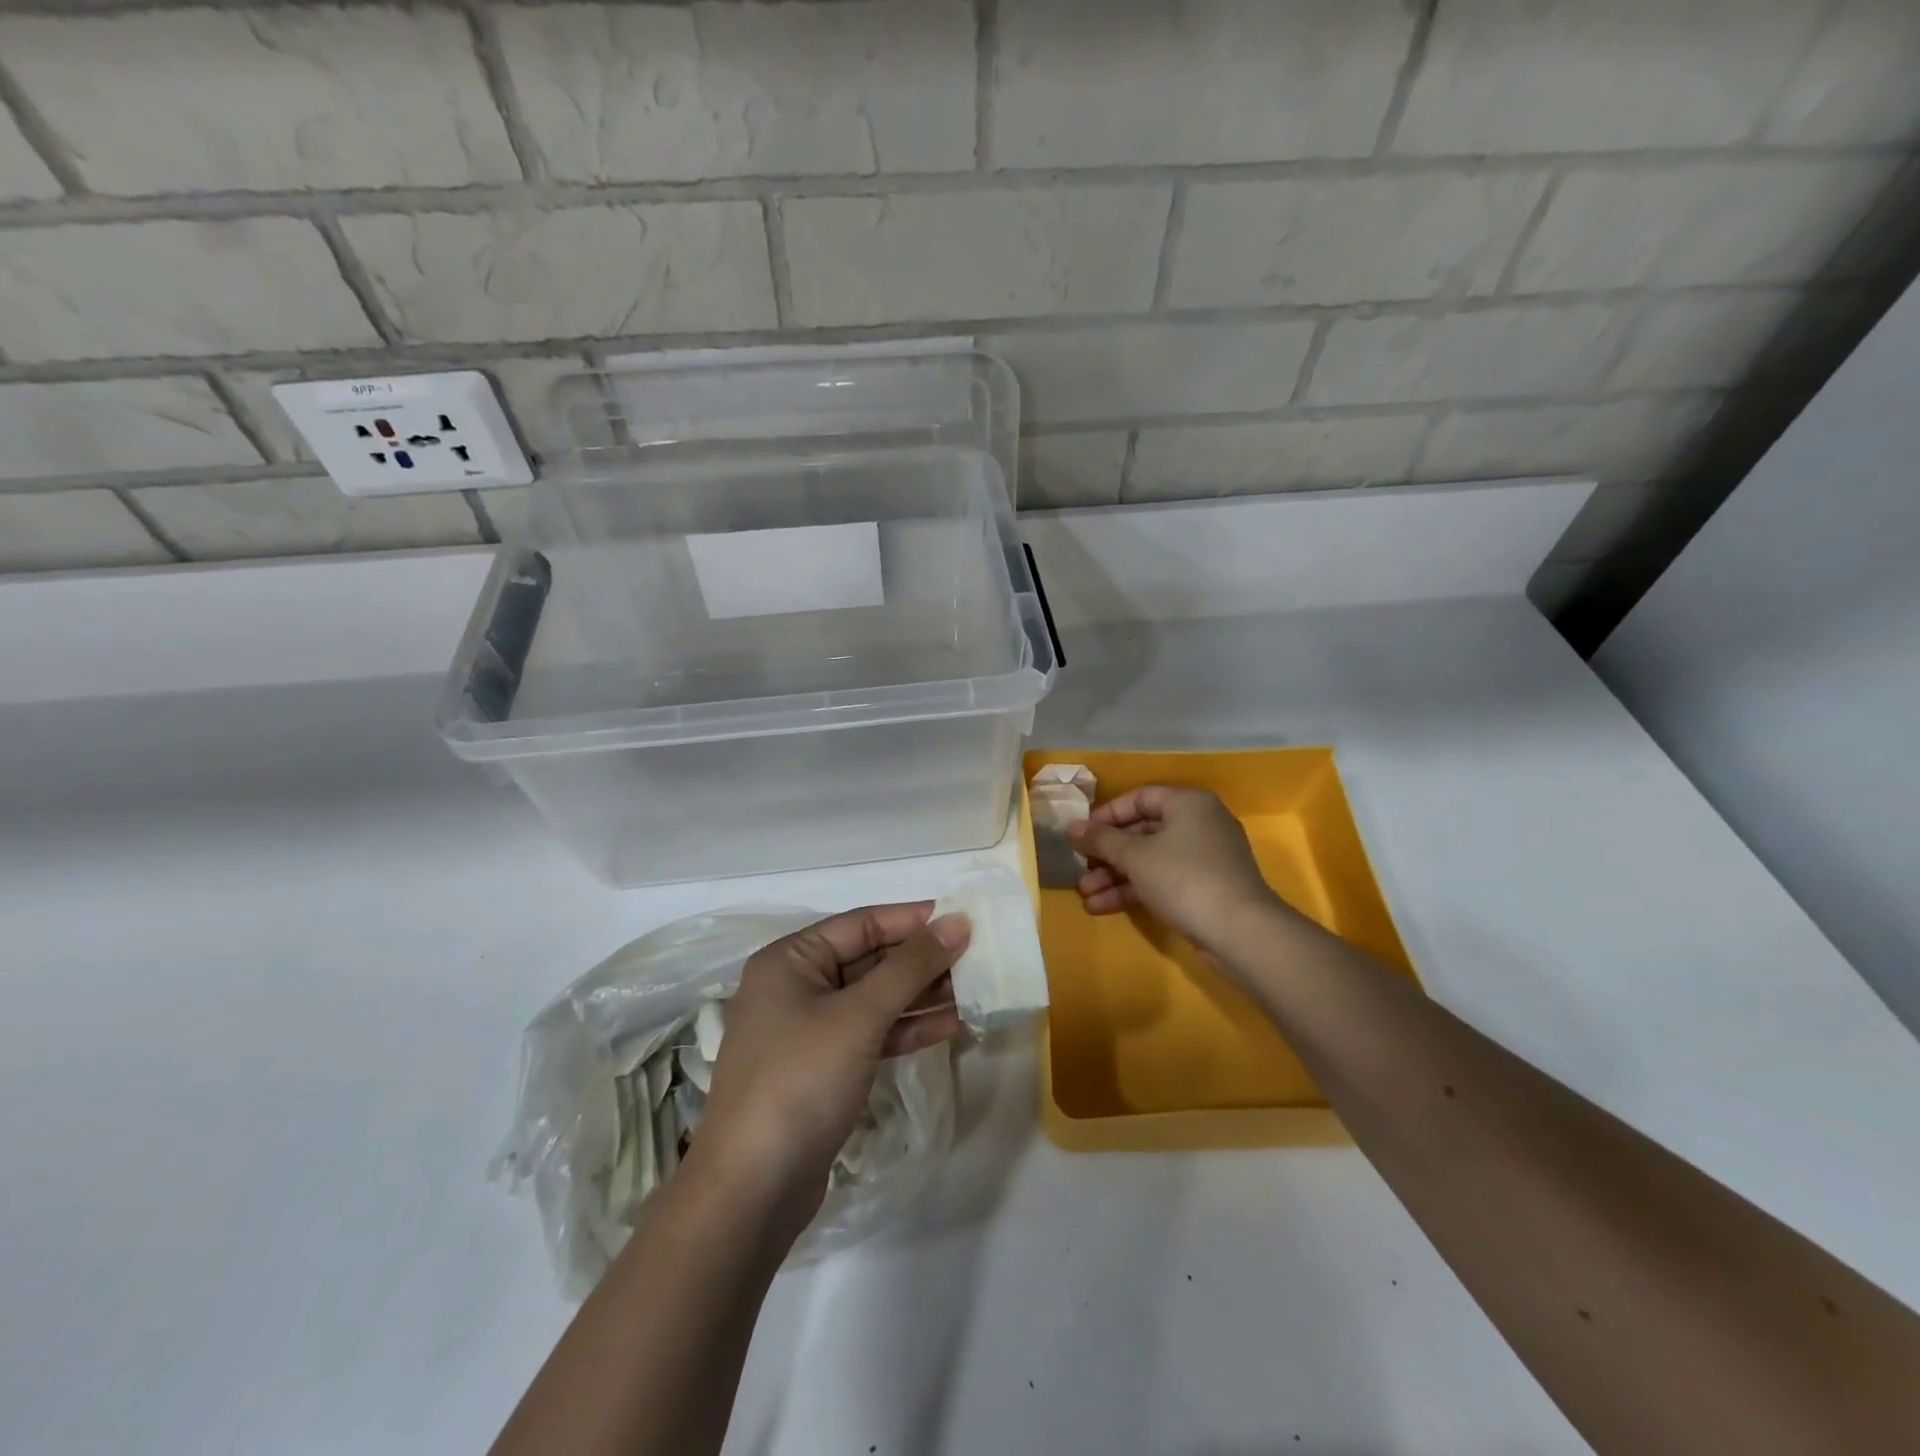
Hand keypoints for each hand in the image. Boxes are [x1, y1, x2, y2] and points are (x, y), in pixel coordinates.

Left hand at [688, 904, 967, 1237]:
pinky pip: (873, 1033)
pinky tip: (952, 1025)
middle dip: (923, 960)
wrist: (751, 1192)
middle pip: (871, 959)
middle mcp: (797, 986)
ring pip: (876, 999)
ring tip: (976, 989)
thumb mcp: (859, 1016)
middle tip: (979, 957)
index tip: (965, 918)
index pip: (862, 924)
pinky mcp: (825, 1068)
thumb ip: (910, 966)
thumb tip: (957, 922)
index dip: (914, 919)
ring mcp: (810, 1030)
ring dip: (922, 994)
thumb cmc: (800, 1082)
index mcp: (791, 960)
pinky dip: (908, 1028)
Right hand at [1067, 786, 1284, 957]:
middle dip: (1107, 853)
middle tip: (1080, 867)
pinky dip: (1136, 889)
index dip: (1106, 815)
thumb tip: (1071, 827)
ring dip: (1116, 876)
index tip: (1081, 834)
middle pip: (1143, 831)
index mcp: (1188, 803)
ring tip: (1086, 894)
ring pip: (1151, 859)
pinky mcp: (1206, 888)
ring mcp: (1205, 858)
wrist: (1240, 931)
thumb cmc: (1183, 878)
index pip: (1139, 798)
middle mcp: (1200, 823)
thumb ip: (1100, 839)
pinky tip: (1104, 907)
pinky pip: (1163, 880)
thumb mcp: (1134, 856)